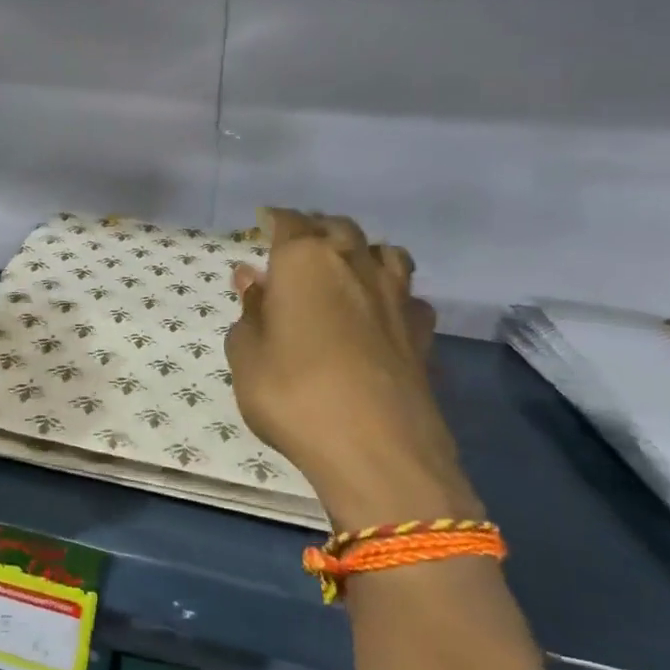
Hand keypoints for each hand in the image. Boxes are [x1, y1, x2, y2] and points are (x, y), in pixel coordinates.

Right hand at [224, 209, 480, 532]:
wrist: (377, 451)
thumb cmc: (292, 392)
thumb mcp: (246, 353)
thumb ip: (250, 310)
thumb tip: (254, 278)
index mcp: (305, 261)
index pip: (289, 222)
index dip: (273, 219)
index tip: (262, 220)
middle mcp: (355, 266)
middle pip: (339, 228)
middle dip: (316, 229)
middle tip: (296, 245)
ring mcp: (397, 298)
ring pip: (385, 253)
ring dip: (362, 252)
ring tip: (344, 269)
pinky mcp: (424, 334)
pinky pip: (408, 296)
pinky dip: (391, 295)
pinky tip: (379, 315)